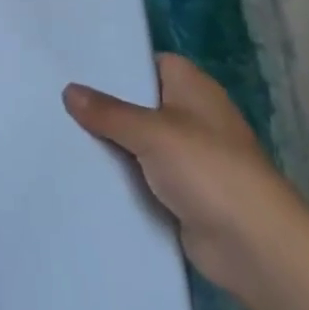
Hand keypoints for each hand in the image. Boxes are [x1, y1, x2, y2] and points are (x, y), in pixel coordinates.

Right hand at [64, 54, 299, 292]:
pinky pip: (141, 177)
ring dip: (108, 145)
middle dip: (103, 106)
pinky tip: (80, 172)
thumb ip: (108, 112)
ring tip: (55, 131)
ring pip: (136, 143)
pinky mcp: (180, 195)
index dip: (116, 63)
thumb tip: (69, 90)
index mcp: (192, 88)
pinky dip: (119, 178)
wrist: (254, 246)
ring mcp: (187, 159)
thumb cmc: (208, 169)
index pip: (149, 62)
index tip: (74, 64)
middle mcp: (191, 117)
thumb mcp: (151, 132)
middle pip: (138, 104)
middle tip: (54, 98)